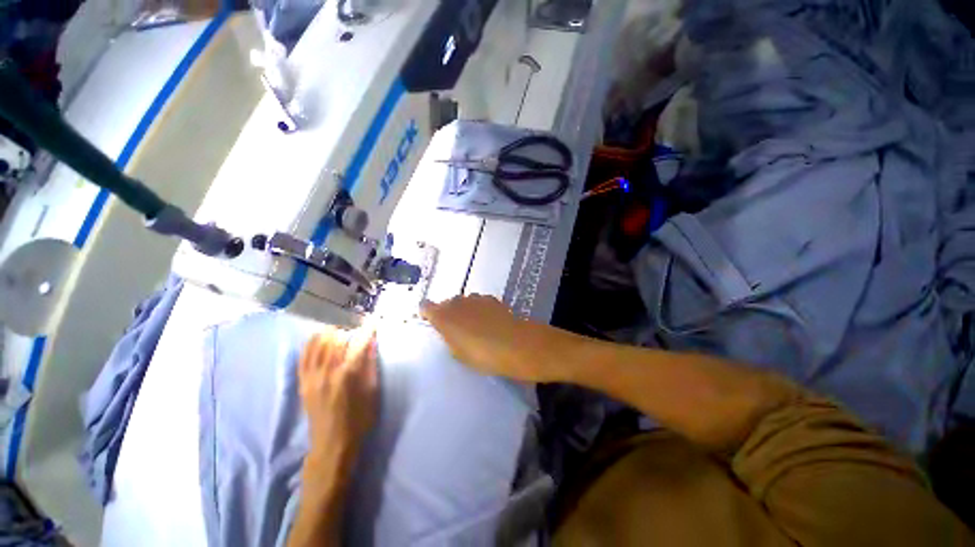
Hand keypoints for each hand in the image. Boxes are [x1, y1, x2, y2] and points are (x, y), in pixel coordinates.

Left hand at [298, 326, 377, 466]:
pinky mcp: (302, 383)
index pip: (359, 343)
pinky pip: (303, 356)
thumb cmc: (359, 419)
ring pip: (317, 344)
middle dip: (349, 330)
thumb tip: (372, 343)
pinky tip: (319, 339)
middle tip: (357, 331)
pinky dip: (311, 343)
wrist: (332, 445)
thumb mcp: (372, 392)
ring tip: (341, 333)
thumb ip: (370, 365)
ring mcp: (311, 377)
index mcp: (348, 375)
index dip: (367, 330)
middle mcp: (327, 372)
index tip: (373, 321)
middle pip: (336, 339)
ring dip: (331, 334)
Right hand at [420, 295, 567, 382]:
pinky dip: (480, 310)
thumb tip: (450, 333)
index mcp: (444, 316)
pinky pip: (479, 303)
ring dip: (466, 311)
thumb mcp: (460, 355)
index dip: (427, 313)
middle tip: (456, 331)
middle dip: (448, 313)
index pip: (426, 307)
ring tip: (475, 328)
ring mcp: (476, 298)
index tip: (431, 322)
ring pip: (464, 302)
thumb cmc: (485, 356)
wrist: (518, 345)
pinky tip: (490, 323)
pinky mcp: (492, 299)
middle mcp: (458, 302)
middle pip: (447, 303)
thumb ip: (450, 339)